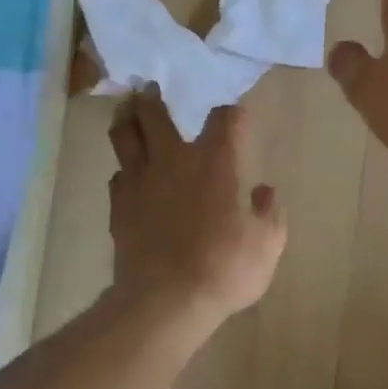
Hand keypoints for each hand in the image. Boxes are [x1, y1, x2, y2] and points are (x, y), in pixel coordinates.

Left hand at [108, 93, 287, 321]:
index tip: (236, 117)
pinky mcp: (119, 206)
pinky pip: (117, 175)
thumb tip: (264, 192)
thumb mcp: (267, 244)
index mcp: (216, 162)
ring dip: (127, 120)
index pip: (224, 119)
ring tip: (127, 112)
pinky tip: (128, 175)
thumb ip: (269, 213)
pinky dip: (124, 170)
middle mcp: (174, 160)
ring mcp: (141, 181)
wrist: (166, 300)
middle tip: (150, 88)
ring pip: (125, 136)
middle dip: (153, 98)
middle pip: (156, 113)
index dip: (231, 114)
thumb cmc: (225, 268)